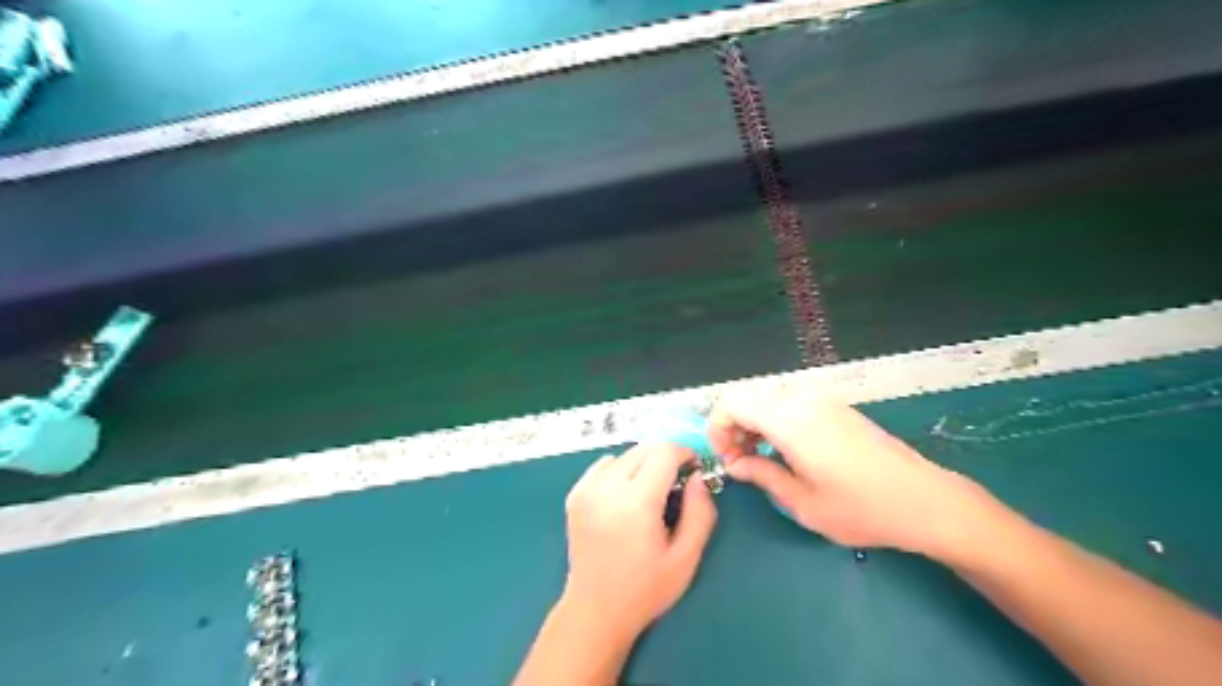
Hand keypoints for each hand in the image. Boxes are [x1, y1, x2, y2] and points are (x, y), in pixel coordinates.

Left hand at [560, 443, 717, 640]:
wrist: (595, 610)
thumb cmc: (645, 589)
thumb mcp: (686, 558)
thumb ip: (700, 512)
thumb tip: (698, 478)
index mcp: (636, 502)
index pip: (663, 453)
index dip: (684, 454)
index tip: (693, 470)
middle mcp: (607, 488)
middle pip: (643, 449)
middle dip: (665, 457)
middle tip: (677, 483)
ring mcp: (586, 489)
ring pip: (624, 455)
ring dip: (643, 463)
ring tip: (650, 491)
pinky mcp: (575, 495)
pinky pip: (603, 465)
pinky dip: (620, 470)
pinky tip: (625, 495)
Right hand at [707, 384, 991, 559]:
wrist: (923, 500)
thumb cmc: (860, 508)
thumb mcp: (802, 502)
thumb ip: (761, 476)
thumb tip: (735, 465)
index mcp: (790, 421)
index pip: (733, 402)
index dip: (718, 427)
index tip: (725, 458)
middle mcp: (803, 400)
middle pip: (749, 396)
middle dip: (733, 425)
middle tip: (740, 462)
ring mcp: (823, 400)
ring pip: (769, 398)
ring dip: (754, 422)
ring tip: (760, 458)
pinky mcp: (836, 407)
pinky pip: (791, 402)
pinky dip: (775, 420)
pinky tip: (785, 449)